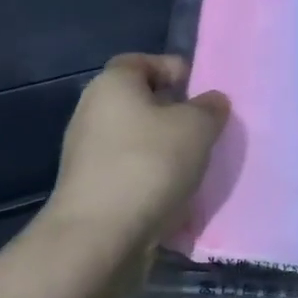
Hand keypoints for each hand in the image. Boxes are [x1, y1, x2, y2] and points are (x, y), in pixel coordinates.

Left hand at [46, 54, 229, 254]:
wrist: (99, 236)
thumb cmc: (149, 164)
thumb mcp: (197, 127)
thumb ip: (210, 108)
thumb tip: (211, 101)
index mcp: (112, 83)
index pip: (143, 61)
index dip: (174, 70)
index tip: (201, 92)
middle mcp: (92, 111)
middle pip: (139, 101)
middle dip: (174, 113)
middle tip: (205, 130)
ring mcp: (86, 153)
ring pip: (136, 139)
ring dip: (165, 149)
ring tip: (195, 166)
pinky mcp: (89, 188)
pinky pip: (129, 171)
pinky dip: (151, 177)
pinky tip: (174, 194)